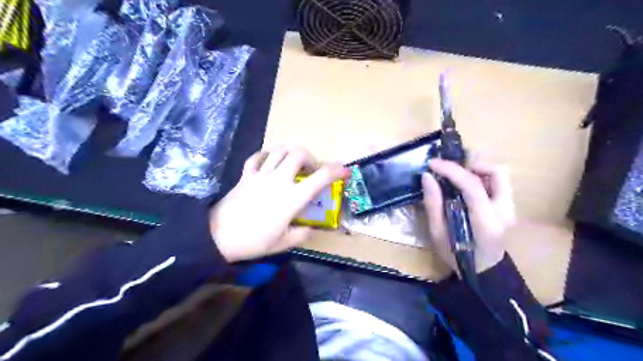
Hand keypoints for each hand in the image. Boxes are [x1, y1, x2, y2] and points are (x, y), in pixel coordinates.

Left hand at [211, 147, 346, 262]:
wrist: (218, 236)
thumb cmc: (253, 241)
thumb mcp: (282, 244)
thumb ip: (301, 234)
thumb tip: (310, 228)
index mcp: (292, 198)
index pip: (320, 178)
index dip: (336, 171)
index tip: (345, 171)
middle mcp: (279, 180)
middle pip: (299, 153)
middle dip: (310, 157)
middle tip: (311, 170)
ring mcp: (261, 175)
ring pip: (279, 150)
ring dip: (290, 153)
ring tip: (292, 164)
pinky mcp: (246, 175)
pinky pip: (258, 157)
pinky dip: (266, 155)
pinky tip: (269, 162)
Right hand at [422, 159, 515, 274]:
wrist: (484, 271)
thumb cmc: (456, 256)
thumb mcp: (437, 233)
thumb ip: (433, 204)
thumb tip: (427, 176)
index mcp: (485, 222)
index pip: (472, 185)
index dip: (451, 170)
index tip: (432, 164)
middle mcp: (504, 211)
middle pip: (497, 172)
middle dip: (472, 164)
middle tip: (450, 169)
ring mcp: (510, 208)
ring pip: (500, 174)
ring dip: (477, 169)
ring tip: (457, 175)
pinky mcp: (509, 206)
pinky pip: (498, 182)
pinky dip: (481, 177)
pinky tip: (466, 185)